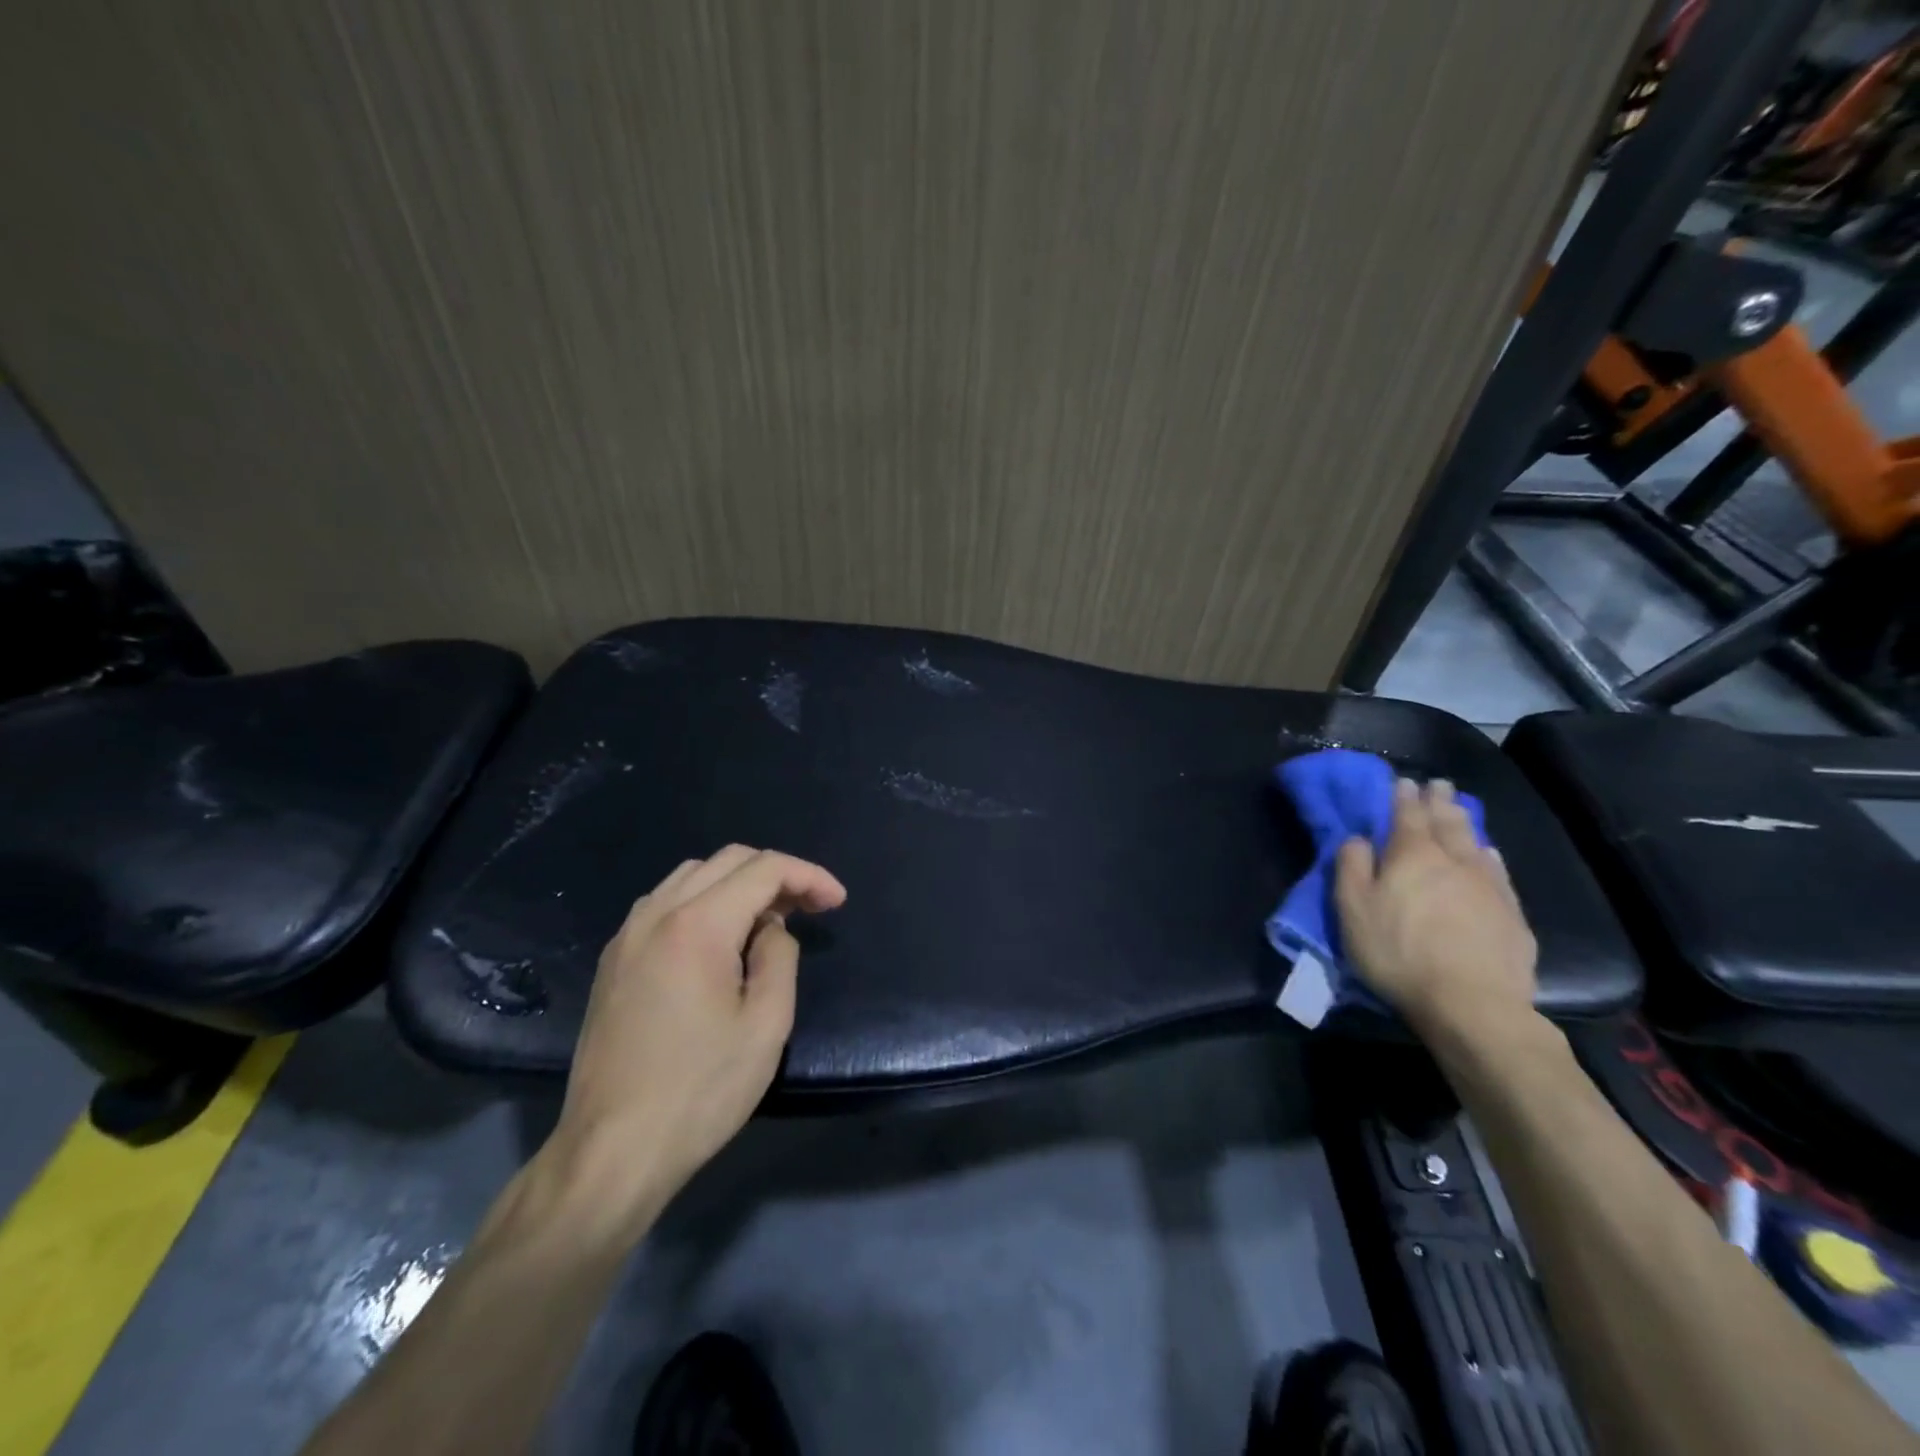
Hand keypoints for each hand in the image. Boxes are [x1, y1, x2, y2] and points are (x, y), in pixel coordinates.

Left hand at [540, 846, 846, 1233]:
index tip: (838, 903)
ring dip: (738, 884)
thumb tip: (770, 928)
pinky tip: (720, 940)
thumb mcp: (766, 1024)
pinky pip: (665, 902)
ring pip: (692, 875)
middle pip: (728, 860)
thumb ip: (779, 956)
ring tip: (768, 921)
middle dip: (777, 874)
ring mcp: (627, 935)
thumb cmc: (700, 1091)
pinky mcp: (613, 960)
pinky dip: (703, 901)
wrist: (611, 1152)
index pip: (764, 869)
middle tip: (810, 908)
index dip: (809, 876)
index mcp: (697, 925)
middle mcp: (657, 914)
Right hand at [1335, 778, 1536, 1039]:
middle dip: (1439, 801)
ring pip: (1475, 842)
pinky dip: (1489, 855)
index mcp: (1411, 855)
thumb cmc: (1399, 953)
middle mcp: (1453, 860)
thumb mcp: (1353, 910)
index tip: (1404, 781)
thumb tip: (1358, 838)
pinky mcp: (1512, 914)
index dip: (1403, 797)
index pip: (1407, 815)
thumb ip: (1351, 868)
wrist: (1472, 1004)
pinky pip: (1498, 871)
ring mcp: (1488, 885)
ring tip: (1459, 808)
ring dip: (1464, 821)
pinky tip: (1488, 853)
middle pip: (1446, 822)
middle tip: (1438, 784)